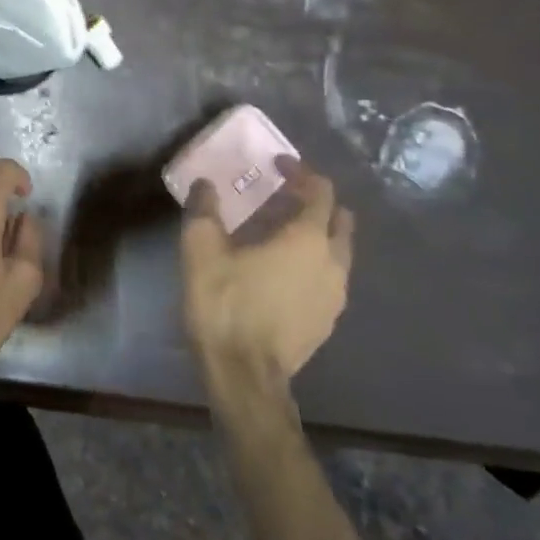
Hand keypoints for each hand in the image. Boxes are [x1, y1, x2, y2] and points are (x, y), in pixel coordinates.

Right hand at [182, 162, 353, 381]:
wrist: (244, 374)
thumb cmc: (225, 304)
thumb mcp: (201, 249)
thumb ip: (204, 209)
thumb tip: (205, 185)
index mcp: (307, 237)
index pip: (319, 191)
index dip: (300, 172)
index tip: (277, 165)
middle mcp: (333, 261)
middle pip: (339, 219)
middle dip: (314, 202)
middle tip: (280, 198)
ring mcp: (336, 294)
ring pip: (337, 250)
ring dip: (315, 233)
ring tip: (278, 235)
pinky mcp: (328, 319)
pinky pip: (329, 276)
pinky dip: (312, 262)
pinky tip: (281, 272)